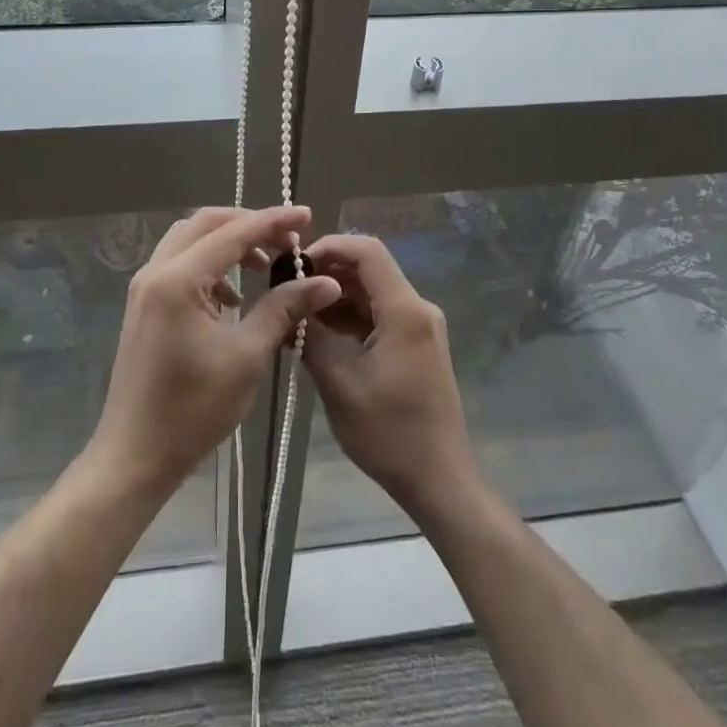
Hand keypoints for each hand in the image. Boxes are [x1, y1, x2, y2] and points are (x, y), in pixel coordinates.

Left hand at [91, 206, 341, 494]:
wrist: (134, 456)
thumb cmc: (192, 409)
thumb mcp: (247, 357)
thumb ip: (283, 309)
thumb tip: (325, 282)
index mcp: (178, 279)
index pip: (233, 232)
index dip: (273, 221)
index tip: (307, 215)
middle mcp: (156, 272)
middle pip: (206, 224)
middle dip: (249, 225)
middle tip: (288, 240)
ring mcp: (145, 288)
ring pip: (191, 241)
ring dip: (229, 243)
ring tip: (265, 265)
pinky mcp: (145, 306)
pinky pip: (181, 265)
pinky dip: (211, 265)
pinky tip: (234, 298)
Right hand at [301, 234, 481, 519]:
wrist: (439, 480)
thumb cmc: (389, 432)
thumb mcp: (339, 383)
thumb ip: (311, 336)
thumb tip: (287, 306)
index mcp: (404, 310)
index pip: (367, 251)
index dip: (330, 246)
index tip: (295, 263)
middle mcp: (417, 308)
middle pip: (370, 269)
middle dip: (327, 273)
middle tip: (287, 288)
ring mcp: (419, 327)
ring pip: (373, 293)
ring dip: (336, 297)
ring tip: (296, 311)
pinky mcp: (415, 345)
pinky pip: (379, 315)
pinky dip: (350, 318)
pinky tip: (318, 332)